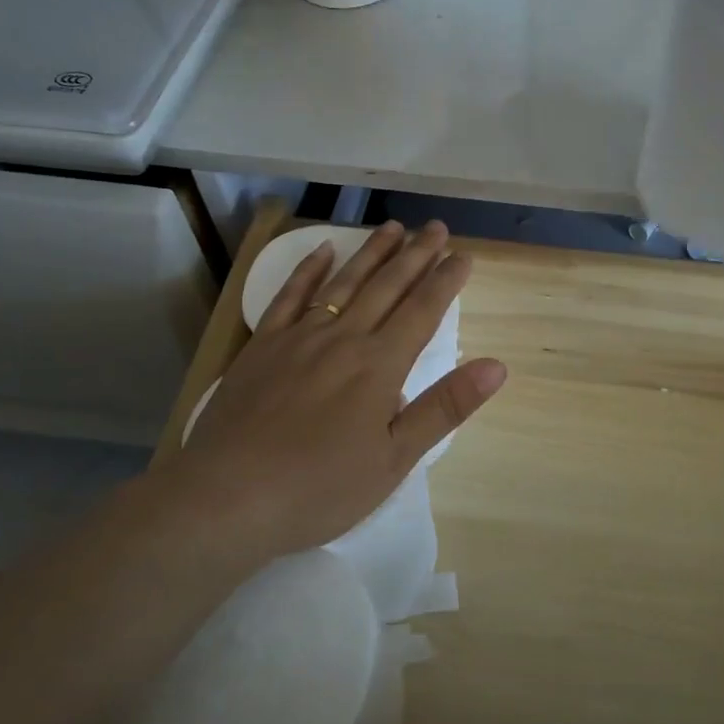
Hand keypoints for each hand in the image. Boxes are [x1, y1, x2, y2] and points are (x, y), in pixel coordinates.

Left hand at [160, 220, 505, 567]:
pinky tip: (323, 250)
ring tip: (393, 227)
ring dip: (372, 252)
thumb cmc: (320, 487)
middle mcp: (344, 339)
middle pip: (387, 287)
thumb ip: (444, 407)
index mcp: (380, 365)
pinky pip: (290, 296)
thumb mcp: (395, 459)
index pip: (423, 311)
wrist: (228, 497)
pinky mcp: (263, 346)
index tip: (463, 255)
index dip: (446, 281)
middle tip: (436, 227)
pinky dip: (308, 270)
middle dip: (416, 255)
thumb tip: (496, 366)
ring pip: (344, 283)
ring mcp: (299, 337)